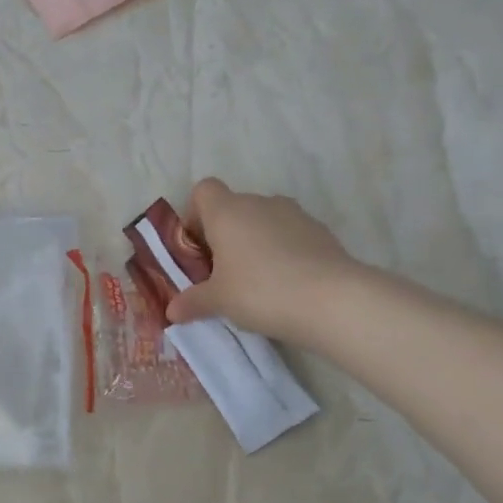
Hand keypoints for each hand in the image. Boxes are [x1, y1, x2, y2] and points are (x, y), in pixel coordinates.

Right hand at [165, 178, 362, 344]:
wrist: (330, 299)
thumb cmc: (260, 291)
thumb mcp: (218, 301)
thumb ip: (193, 302)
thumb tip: (172, 311)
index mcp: (227, 211)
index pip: (204, 190)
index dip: (196, 215)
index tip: (198, 248)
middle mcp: (259, 203)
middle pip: (234, 208)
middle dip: (226, 236)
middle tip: (223, 274)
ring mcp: (294, 214)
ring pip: (264, 221)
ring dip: (256, 243)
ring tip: (257, 282)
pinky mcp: (320, 231)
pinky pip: (291, 236)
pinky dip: (284, 253)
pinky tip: (286, 285)